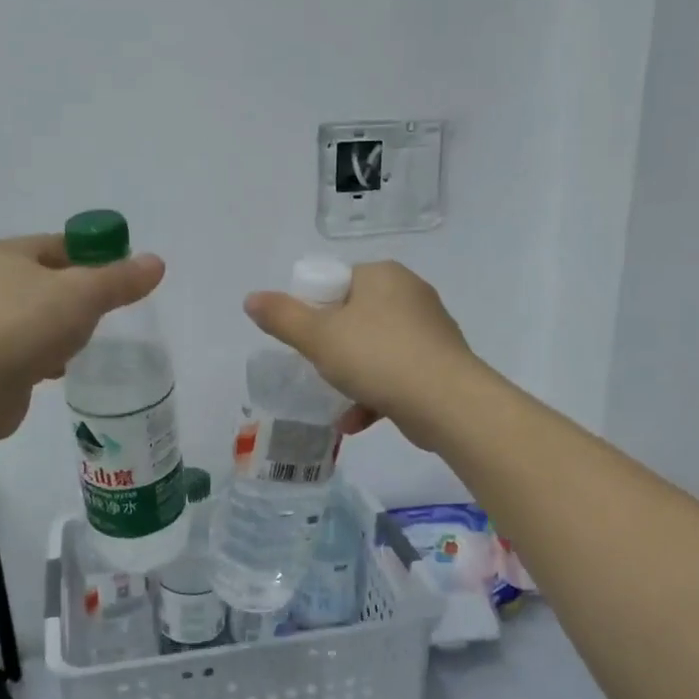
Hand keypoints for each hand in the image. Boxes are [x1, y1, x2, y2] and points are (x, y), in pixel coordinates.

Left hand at [0, 235, 164, 441]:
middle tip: (113, 310)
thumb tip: (156, 262)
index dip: (99, 255)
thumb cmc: (26, 325)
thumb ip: (122, 279)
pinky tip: (62, 369)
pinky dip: (49, 357)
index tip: (127, 277)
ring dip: (67, 329)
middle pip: (55, 281)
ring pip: (43, 317)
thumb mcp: (85, 293)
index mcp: (11, 253)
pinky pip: (32, 349)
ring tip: (89, 341)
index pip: (65, 244)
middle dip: (84, 296)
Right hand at [243, 260, 479, 447]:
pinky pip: (397, 372)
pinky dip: (375, 393)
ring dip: (352, 376)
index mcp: (383, 275)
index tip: (304, 339)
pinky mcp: (440, 363)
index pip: (337, 282)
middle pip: (355, 316)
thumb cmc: (377, 357)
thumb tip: (251, 299)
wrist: (447, 403)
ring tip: (334, 400)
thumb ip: (283, 317)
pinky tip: (355, 422)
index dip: (314, 309)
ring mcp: (430, 330)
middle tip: (317, 367)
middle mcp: (410, 294)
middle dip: (333, 346)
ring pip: (376, 348)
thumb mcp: (318, 336)